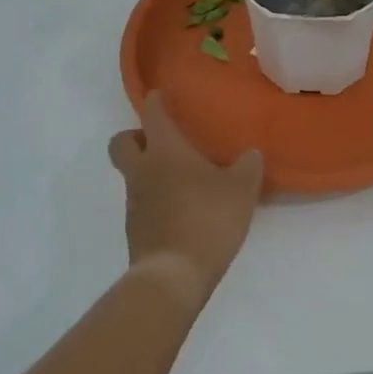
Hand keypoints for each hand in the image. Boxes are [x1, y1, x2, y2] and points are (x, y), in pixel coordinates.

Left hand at [108, 92, 263, 305]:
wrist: (173, 277)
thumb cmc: (207, 219)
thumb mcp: (241, 190)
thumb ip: (248, 167)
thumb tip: (250, 154)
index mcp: (165, 150)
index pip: (151, 112)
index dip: (156, 101)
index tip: (164, 96)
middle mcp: (142, 170)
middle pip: (122, 142)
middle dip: (136, 136)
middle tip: (162, 142)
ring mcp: (134, 202)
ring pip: (131, 174)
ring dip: (148, 172)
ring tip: (182, 181)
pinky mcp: (135, 230)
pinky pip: (141, 203)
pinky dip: (155, 201)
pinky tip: (182, 211)